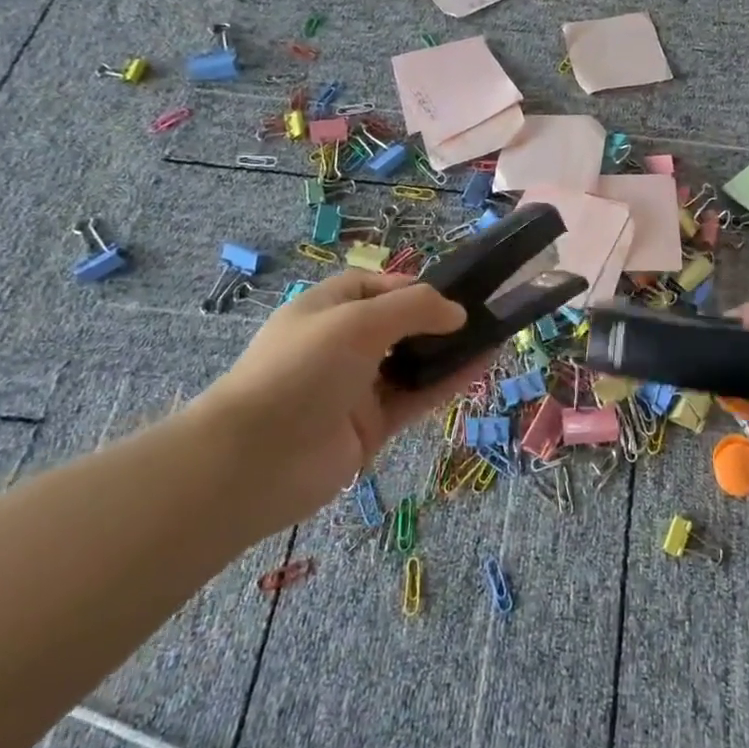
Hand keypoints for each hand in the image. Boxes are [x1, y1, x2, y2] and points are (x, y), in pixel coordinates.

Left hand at [190, 273, 466, 528]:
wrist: (254, 461)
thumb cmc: (302, 368)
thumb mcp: (358, 321)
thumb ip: (413, 309)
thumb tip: (457, 312)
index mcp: (325, 310)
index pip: (373, 287)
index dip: (411, 287)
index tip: (449, 293)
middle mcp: (340, 345)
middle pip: (397, 325)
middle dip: (436, 320)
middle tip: (481, 316)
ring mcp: (355, 388)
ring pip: (411, 362)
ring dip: (448, 351)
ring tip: (494, 337)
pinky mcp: (370, 427)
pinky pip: (415, 397)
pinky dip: (447, 382)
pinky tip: (481, 366)